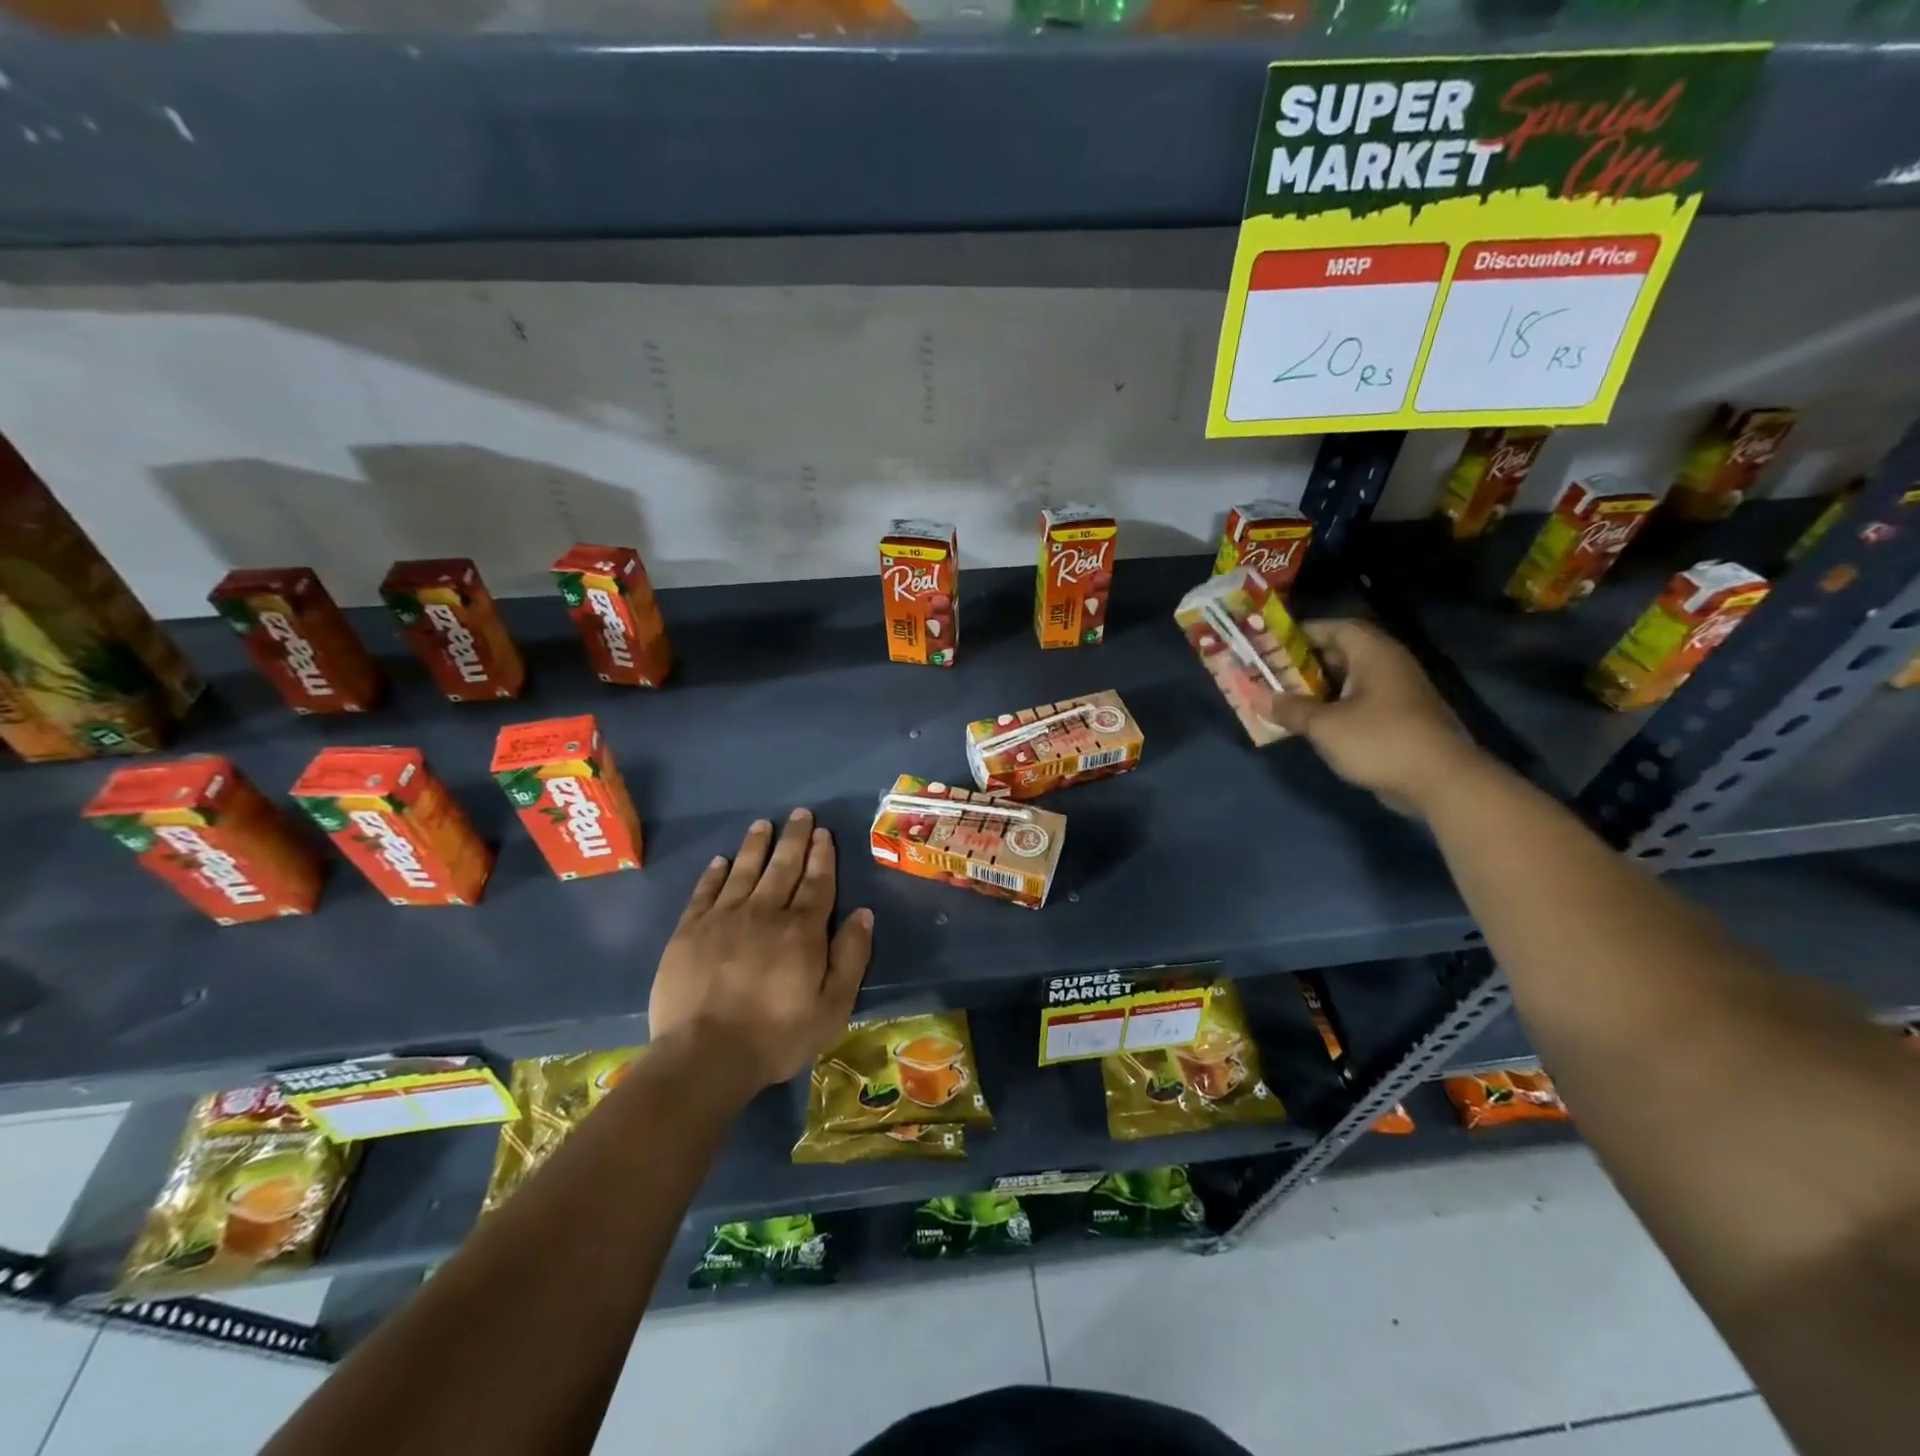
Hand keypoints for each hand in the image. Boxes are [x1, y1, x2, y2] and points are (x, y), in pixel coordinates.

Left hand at [649, 810, 873, 1092]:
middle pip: (783, 866)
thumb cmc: (777, 1036)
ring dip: (756, 845)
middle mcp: (765, 912)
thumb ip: (851, 957)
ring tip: (764, 825)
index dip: (822, 856)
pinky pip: (705, 891)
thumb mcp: (832, 1007)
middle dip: (794, 838)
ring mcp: (724, 918)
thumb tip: (863, 914)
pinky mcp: (689, 930)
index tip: (824, 833)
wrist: (705, 1056)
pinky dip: (715, 873)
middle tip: (800, 814)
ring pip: (744, 870)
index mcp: (802, 930)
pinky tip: (721, 861)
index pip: (817, 882)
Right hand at [1265, 618, 1487, 816]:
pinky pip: (1360, 702)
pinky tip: (1313, 723)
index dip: (1304, 633)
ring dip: (1319, 688)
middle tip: (1273, 674)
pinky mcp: (1401, 718)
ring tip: (1286, 699)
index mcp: (1373, 654)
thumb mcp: (1324, 725)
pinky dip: (1335, 707)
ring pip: (1350, 680)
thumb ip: (1290, 709)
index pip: (1336, 627)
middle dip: (1306, 663)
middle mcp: (1388, 665)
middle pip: (1342, 652)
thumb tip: (1259, 699)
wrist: (1440, 781)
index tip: (1273, 645)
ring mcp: (1398, 693)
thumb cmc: (1379, 740)